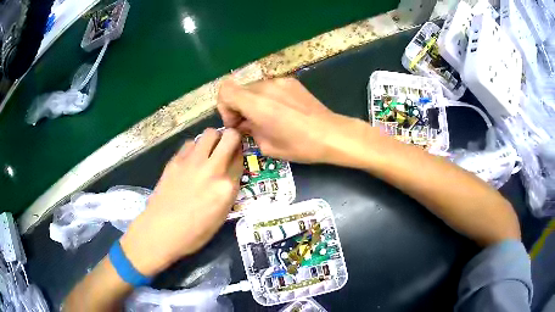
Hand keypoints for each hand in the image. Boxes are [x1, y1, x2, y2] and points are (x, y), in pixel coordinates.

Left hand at [119, 128, 242, 275]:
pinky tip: (190, 161)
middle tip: (226, 146)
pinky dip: (195, 148)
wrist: (161, 230)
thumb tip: (229, 173)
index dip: (240, 154)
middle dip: (232, 138)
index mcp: (227, 187)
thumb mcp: (221, 216)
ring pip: (209, 133)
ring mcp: (192, 162)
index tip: (236, 156)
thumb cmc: (194, 232)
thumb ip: (229, 190)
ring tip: (208, 153)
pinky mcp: (176, 160)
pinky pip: (190, 143)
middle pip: (229, 136)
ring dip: (213, 140)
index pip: (241, 157)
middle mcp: (212, 169)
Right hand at [218, 78, 368, 164]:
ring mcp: (280, 81)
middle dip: (238, 106)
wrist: (331, 134)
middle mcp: (266, 86)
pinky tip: (281, 111)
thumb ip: (248, 131)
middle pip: (239, 89)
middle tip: (250, 124)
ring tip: (267, 118)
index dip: (224, 107)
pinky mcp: (291, 81)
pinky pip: (270, 87)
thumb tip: (243, 124)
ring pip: (254, 88)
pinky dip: (267, 97)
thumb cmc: (299, 145)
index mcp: (257, 103)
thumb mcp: (267, 146)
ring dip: (253, 102)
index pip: (225, 90)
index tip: (236, 122)